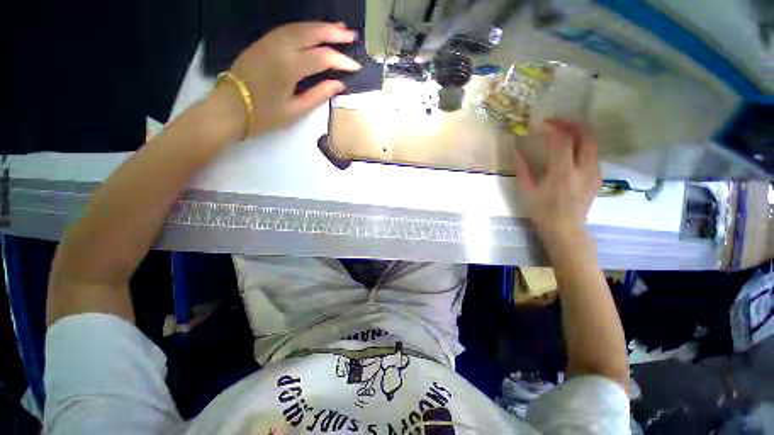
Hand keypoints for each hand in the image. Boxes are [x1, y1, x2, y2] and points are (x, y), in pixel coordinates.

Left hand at [214, 22, 361, 137]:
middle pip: (312, 33)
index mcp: (289, 67)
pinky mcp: (263, 42)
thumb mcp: (295, 111)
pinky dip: (305, 28)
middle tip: (352, 35)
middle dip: (334, 33)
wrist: (230, 108)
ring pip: (300, 27)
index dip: (342, 61)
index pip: (323, 58)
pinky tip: (315, 32)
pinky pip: (289, 29)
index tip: (356, 67)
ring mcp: (270, 41)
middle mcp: (280, 47)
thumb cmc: (264, 115)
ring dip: (321, 26)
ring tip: (339, 28)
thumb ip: (318, 95)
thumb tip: (339, 84)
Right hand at [513, 121, 601, 242]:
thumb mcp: (527, 191)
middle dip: (570, 124)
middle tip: (555, 122)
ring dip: (577, 132)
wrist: (566, 229)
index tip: (540, 124)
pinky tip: (570, 149)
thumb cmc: (542, 212)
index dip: (552, 128)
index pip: (562, 141)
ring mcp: (594, 172)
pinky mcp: (597, 176)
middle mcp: (583, 169)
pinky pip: (593, 153)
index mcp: (562, 173)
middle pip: (585, 135)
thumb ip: (523, 169)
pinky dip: (582, 144)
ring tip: (562, 132)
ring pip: (592, 142)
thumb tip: (516, 151)